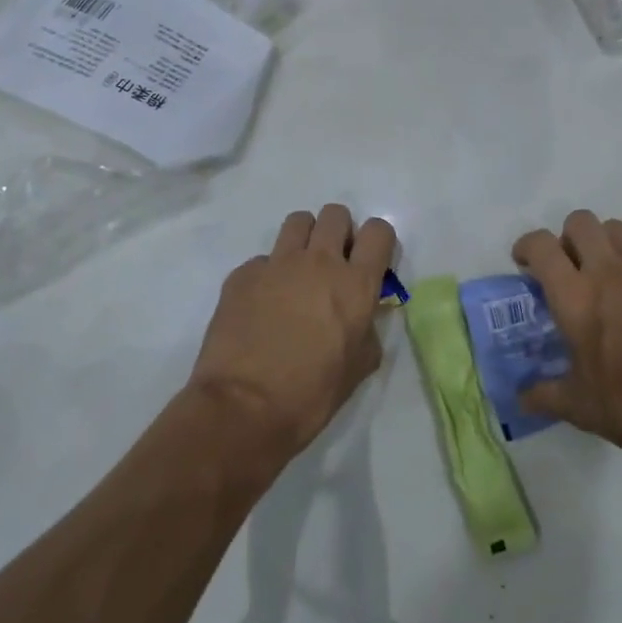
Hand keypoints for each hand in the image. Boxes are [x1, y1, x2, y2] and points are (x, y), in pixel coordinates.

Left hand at [189, 205, 395, 460]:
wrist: (243, 408)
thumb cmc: (310, 395)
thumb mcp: (358, 368)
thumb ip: (367, 331)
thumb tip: (362, 318)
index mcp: (356, 284)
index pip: (378, 231)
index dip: (377, 241)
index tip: (370, 261)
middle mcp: (319, 262)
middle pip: (336, 214)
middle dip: (339, 232)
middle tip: (332, 264)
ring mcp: (277, 263)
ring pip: (298, 221)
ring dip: (304, 239)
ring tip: (297, 271)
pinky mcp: (243, 274)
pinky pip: (262, 259)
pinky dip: (267, 274)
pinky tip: (261, 304)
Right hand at [514, 210, 621, 468]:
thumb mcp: (583, 409)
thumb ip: (547, 395)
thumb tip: (520, 398)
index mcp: (576, 297)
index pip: (541, 246)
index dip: (527, 246)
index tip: (525, 264)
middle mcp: (609, 271)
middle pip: (580, 222)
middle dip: (567, 237)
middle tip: (570, 268)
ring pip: (617, 230)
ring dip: (604, 244)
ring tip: (608, 277)